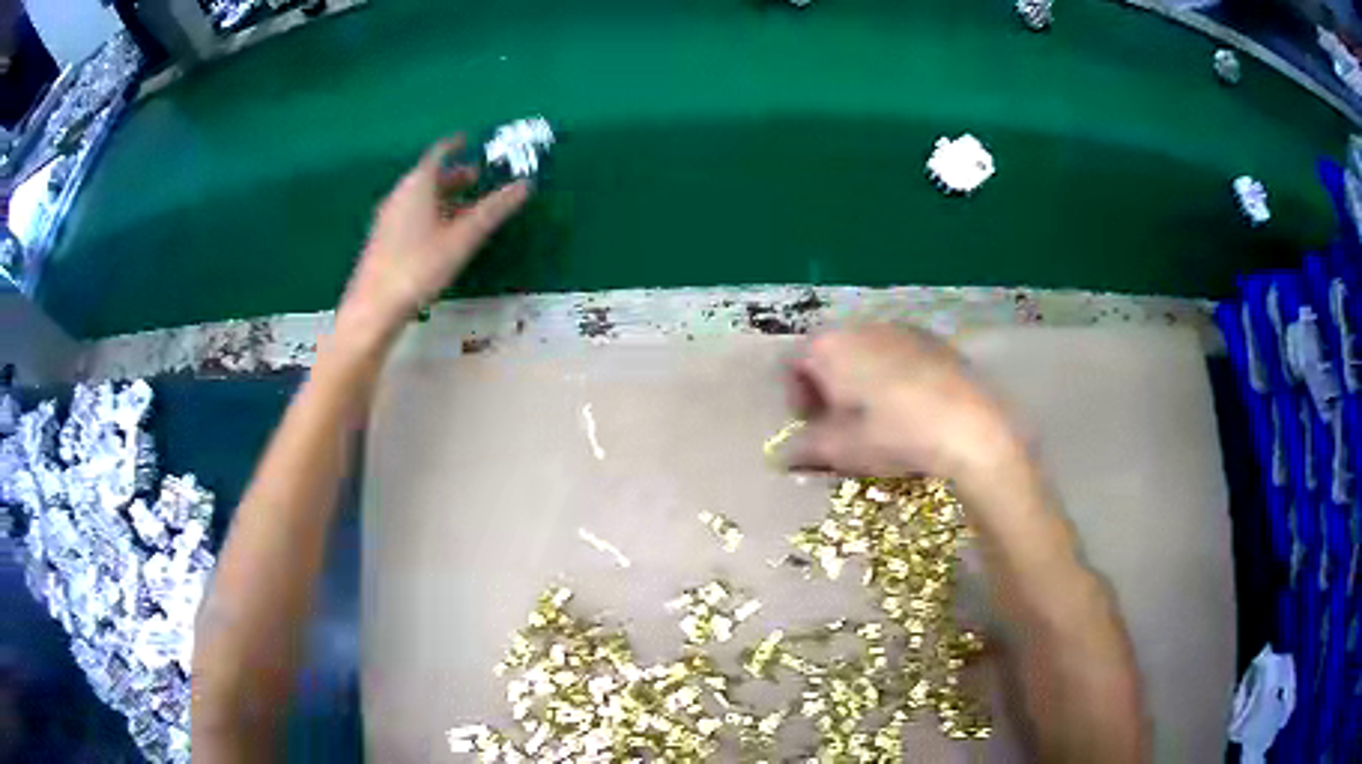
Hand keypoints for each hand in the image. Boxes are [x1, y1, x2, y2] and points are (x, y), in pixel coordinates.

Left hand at [336, 136, 530, 344]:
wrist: (374, 308)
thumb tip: (525, 185)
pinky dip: (430, 212)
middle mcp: (399, 195)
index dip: (455, 145)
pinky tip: (440, 233)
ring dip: (442, 196)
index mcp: (417, 185)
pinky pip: (410, 214)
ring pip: (418, 197)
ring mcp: (388, 218)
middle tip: (477, 177)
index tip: (469, 140)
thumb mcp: (463, 238)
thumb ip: (493, 210)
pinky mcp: (383, 240)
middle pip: (427, 176)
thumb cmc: (419, 266)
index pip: (438, 153)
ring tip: (465, 206)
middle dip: (453, 174)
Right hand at [782, 325, 1023, 487]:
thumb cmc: (894, 434)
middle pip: (831, 353)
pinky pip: (900, 354)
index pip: (795, 364)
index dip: (797, 397)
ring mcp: (901, 329)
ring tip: (878, 417)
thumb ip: (805, 447)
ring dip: (862, 380)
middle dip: (829, 387)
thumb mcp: (842, 449)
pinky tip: (911, 408)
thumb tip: (783, 455)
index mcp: (831, 346)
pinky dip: (894, 376)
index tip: (811, 426)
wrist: (969, 426)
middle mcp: (861, 326)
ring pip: (867, 352)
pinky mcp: (934, 340)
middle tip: (841, 424)